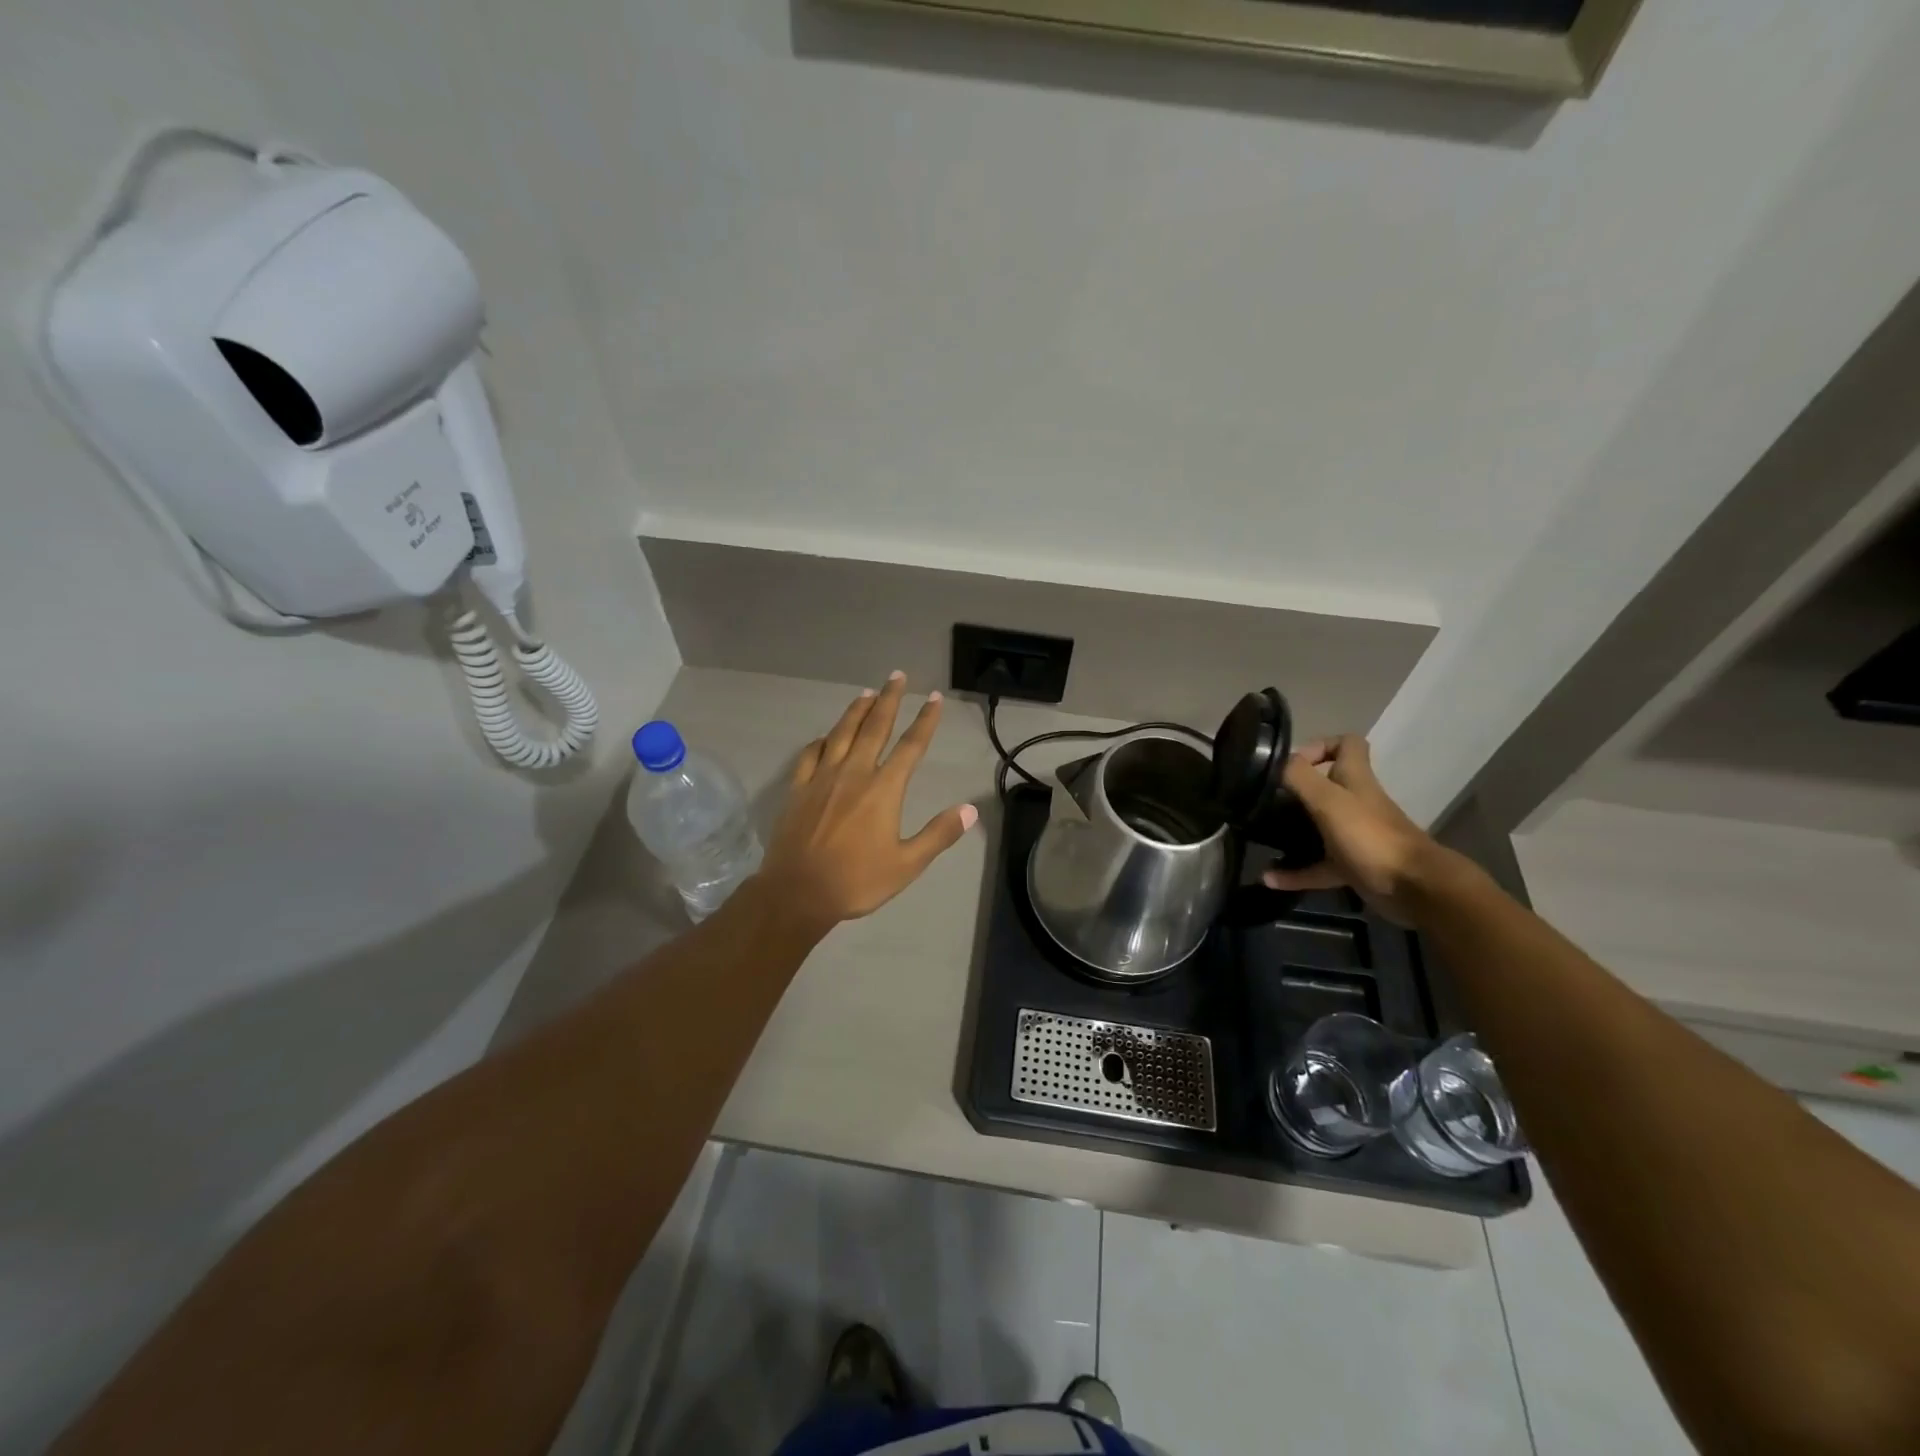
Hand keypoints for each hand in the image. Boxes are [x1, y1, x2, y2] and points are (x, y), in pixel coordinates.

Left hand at [759, 673, 978, 927]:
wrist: (797, 892)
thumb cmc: (856, 881)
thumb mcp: (907, 864)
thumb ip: (938, 834)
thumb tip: (970, 810)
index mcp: (883, 789)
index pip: (911, 746)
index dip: (925, 720)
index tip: (934, 698)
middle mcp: (854, 773)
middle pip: (874, 727)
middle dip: (888, 700)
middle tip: (896, 676)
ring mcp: (822, 778)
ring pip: (841, 734)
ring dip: (856, 711)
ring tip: (866, 693)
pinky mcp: (798, 789)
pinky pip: (810, 755)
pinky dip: (821, 741)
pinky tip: (825, 738)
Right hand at [1261, 736, 1444, 923]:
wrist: (1414, 888)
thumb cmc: (1370, 836)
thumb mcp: (1329, 800)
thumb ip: (1300, 777)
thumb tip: (1275, 761)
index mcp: (1355, 779)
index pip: (1346, 744)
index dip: (1320, 745)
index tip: (1291, 763)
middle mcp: (1356, 802)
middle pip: (1328, 785)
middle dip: (1297, 790)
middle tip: (1267, 799)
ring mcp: (1355, 835)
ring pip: (1320, 826)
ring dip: (1292, 830)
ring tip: (1263, 834)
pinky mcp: (1353, 865)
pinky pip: (1317, 866)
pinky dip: (1295, 873)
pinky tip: (1270, 879)